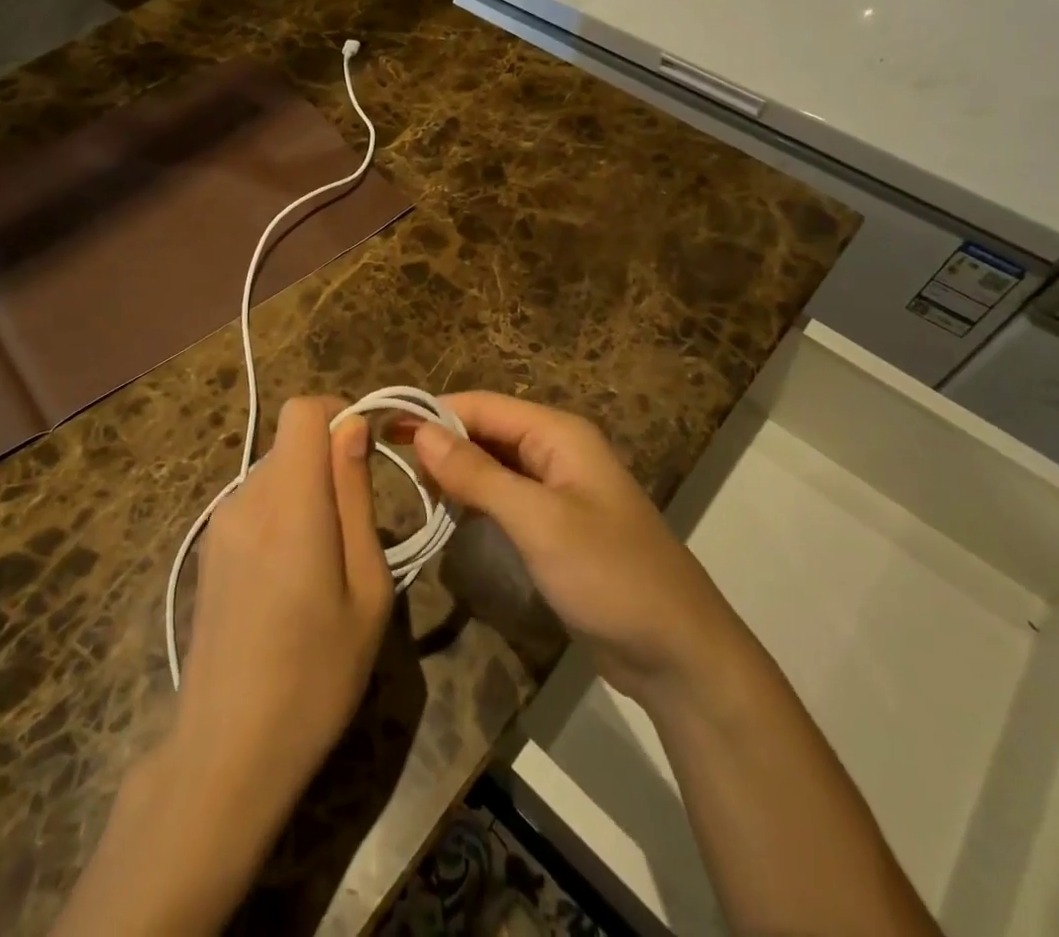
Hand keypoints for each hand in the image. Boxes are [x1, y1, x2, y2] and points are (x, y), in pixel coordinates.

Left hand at [171, 396, 392, 817]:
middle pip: (290, 443)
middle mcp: (245, 499)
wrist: (227, 751)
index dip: (340, 413)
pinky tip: (290, 579)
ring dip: (306, 491)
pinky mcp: (208, 548)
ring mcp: (219, 523)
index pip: (302, 412)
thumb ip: (355, 496)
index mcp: (288, 504)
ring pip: (274, 472)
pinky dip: (283, 513)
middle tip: (357, 525)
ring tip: (325, 562)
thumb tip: (353, 428)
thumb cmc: (316, 675)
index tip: (369, 448)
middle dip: (329, 461)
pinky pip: (255, 502)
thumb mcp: (365, 588)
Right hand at [413, 392, 725, 703]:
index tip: (381, 427)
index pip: (482, 406)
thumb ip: (478, 475)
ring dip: (455, 470)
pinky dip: (474, 498)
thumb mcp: (538, 521)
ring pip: (493, 464)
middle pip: (486, 430)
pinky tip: (447, 511)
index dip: (432, 412)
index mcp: (558, 434)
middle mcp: (556, 451)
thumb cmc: (609, 575)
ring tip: (407, 485)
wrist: (677, 652)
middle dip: (440, 441)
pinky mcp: (555, 524)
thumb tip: (420, 433)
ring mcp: (557, 489)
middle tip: (385, 461)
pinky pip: (505, 496)